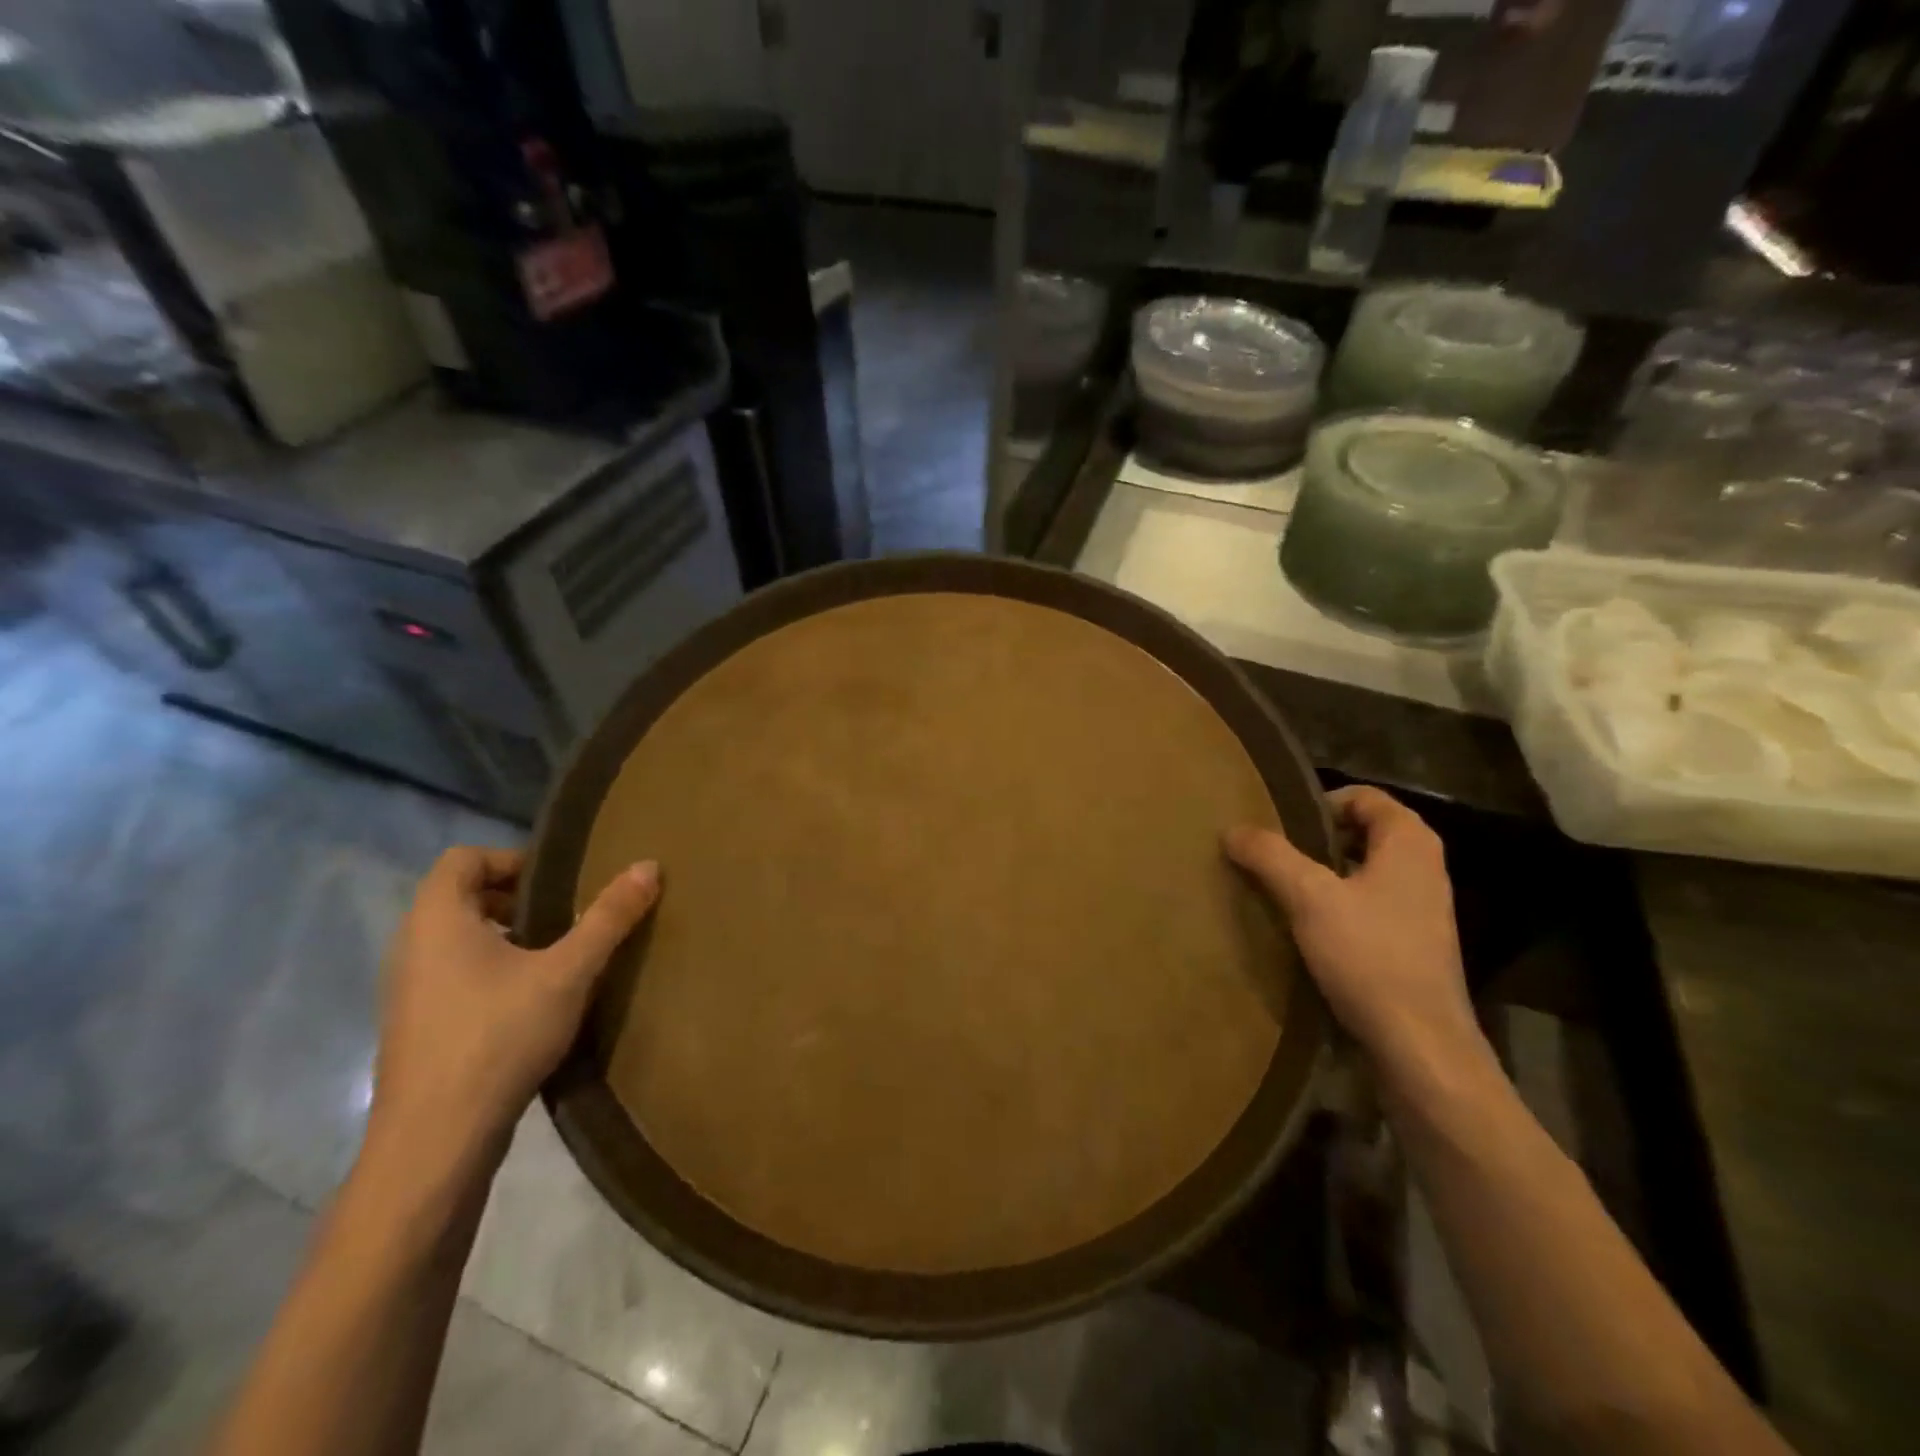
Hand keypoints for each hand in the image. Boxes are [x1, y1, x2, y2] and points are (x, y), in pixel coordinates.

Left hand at [365, 847, 660, 1176]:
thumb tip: (650, 866)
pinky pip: (451, 976)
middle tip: (565, 916)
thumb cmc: (498, 1037)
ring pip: (455, 939)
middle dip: (514, 898)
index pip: (462, 858)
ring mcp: (407, 992)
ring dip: (503, 936)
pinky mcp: (415, 1029)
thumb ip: (608, 917)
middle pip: (459, 896)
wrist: (435, 1143)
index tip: (557, 885)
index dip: (512, 859)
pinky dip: (489, 971)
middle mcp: (411, 947)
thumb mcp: (568, 972)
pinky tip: (530, 1002)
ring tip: (555, 957)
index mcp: (437, 920)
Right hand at [1225, 786, 1486, 1083]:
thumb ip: (1270, 856)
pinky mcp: (1414, 944)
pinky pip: (1369, 905)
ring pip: (1364, 871)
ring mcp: (1423, 909)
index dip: (1319, 803)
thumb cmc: (1369, 956)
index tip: (1279, 825)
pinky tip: (1306, 929)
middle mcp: (1424, 867)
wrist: (1420, 1045)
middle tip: (1272, 854)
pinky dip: (1337, 906)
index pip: (1364, 796)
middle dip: (1316, 839)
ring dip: (1323, 875)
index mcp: (1409, 842)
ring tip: (1280, 889)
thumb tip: (1232, 829)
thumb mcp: (1309, 898)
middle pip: (1363, 832)